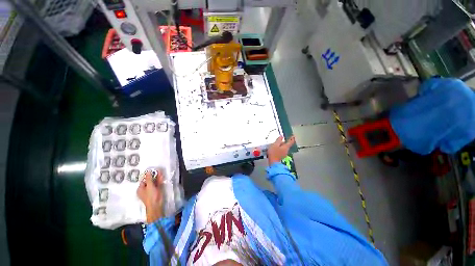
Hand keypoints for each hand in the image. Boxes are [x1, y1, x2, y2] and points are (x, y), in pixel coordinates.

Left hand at [137, 169, 163, 222]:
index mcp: (140, 189)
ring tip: (160, 171)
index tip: (152, 171)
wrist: (156, 204)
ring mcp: (151, 190)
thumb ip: (149, 178)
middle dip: (153, 176)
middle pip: (149, 180)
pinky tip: (162, 176)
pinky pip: (158, 184)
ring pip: (154, 182)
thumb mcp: (149, 186)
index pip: (143, 180)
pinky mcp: (157, 190)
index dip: (147, 175)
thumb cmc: (150, 196)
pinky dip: (160, 180)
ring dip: (157, 177)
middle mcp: (145, 189)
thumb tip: (147, 171)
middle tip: (157, 170)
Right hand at [267, 135, 295, 164]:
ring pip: (283, 148)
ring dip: (281, 145)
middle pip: (286, 145)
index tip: (293, 136)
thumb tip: (281, 136)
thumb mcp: (275, 145)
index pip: (290, 142)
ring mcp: (284, 154)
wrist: (273, 163)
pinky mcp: (281, 157)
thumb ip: (278, 140)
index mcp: (286, 147)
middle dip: (284, 142)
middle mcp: (286, 150)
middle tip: (280, 139)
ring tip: (275, 144)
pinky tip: (274, 149)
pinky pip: (281, 151)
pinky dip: (279, 149)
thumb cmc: (274, 153)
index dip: (292, 138)